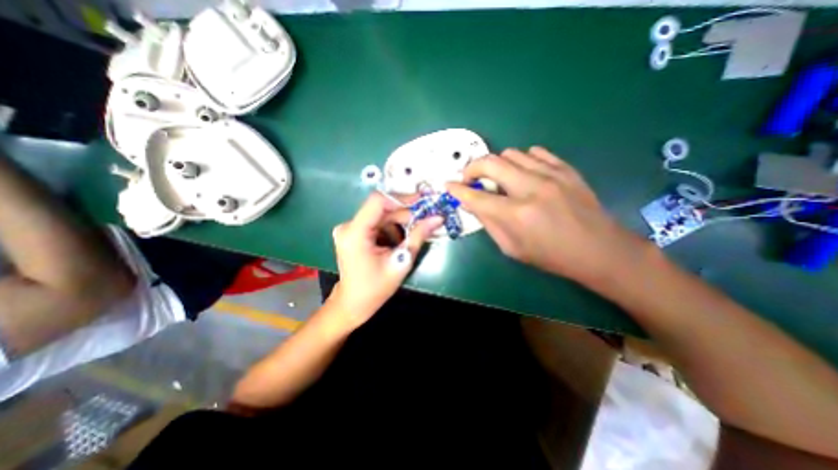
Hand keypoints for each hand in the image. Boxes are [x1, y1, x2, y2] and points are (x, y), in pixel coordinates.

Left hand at [329, 191, 441, 326]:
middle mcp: (348, 226)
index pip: (378, 201)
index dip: (401, 199)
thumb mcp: (401, 262)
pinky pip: (376, 223)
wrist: (353, 303)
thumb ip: (418, 236)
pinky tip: (396, 245)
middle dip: (404, 215)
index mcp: (355, 233)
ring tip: (407, 242)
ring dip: (398, 225)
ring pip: (381, 216)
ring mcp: (349, 228)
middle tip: (424, 223)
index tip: (422, 203)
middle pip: (382, 209)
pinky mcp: (353, 232)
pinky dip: (390, 230)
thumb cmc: (376, 288)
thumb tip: (438, 218)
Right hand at [444, 147, 646, 286]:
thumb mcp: (512, 248)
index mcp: (516, 215)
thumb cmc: (550, 255)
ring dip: (497, 165)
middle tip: (470, 178)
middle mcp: (530, 189)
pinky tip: (523, 173)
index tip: (448, 186)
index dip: (457, 190)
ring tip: (499, 178)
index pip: (476, 197)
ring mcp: (551, 175)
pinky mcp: (565, 169)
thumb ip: (489, 223)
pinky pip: (535, 152)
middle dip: (472, 168)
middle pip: (490, 163)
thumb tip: (473, 204)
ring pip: (511, 153)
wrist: (598, 249)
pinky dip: (522, 160)